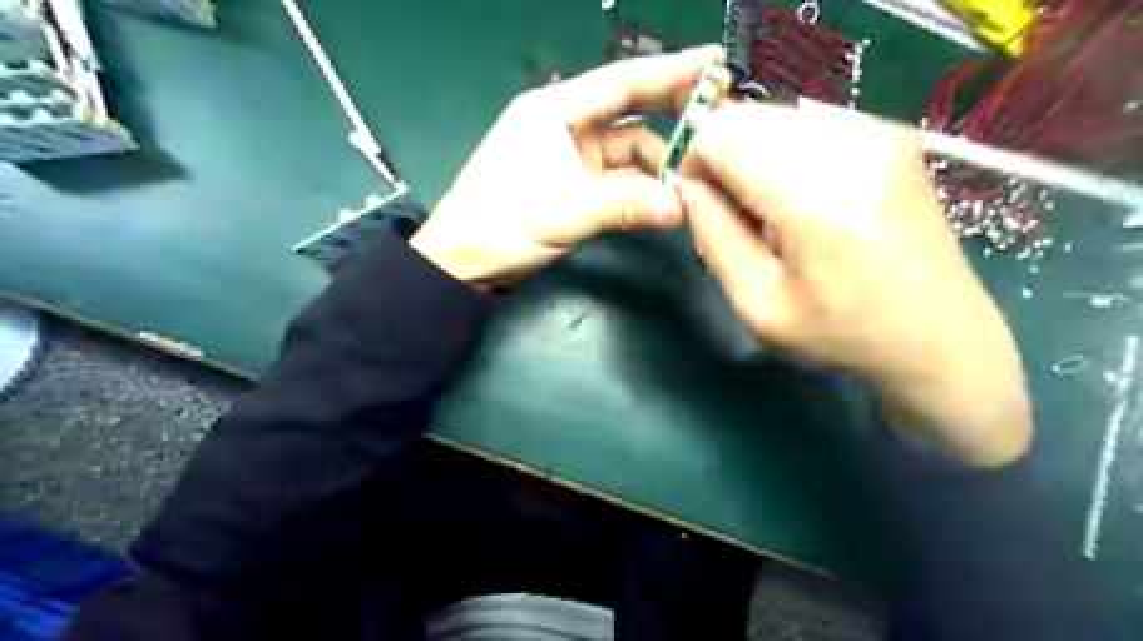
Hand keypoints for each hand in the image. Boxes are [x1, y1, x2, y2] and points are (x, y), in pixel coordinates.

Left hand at [411, 48, 711, 287]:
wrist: (461, 262)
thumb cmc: (501, 225)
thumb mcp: (565, 212)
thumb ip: (625, 207)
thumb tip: (681, 208)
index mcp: (555, 110)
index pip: (622, 81)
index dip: (670, 71)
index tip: (714, 63)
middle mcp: (566, 126)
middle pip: (630, 112)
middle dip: (673, 115)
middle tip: (721, 120)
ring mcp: (570, 158)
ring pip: (628, 152)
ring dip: (659, 167)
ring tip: (696, 182)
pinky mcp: (573, 187)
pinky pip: (618, 181)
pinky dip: (641, 190)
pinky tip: (666, 202)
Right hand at [672, 104, 1031, 468]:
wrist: (939, 335)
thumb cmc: (841, 333)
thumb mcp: (758, 304)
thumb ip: (714, 236)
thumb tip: (688, 184)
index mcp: (814, 198)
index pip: (720, 135)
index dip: (695, 164)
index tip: (703, 205)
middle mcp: (850, 145)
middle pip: (745, 117)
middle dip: (724, 159)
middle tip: (741, 214)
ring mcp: (878, 131)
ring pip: (774, 116)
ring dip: (755, 157)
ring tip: (777, 211)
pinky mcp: (891, 132)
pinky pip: (807, 123)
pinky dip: (787, 153)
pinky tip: (807, 198)